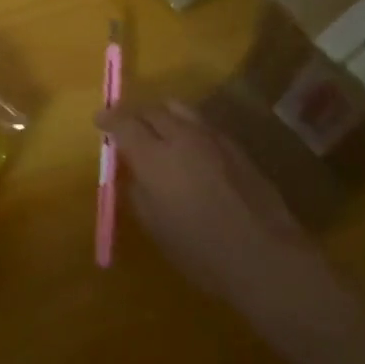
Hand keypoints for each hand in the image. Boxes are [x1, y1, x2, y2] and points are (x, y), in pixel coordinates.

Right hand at [99, 98, 332, 321]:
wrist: (264, 254)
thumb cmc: (201, 250)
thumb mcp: (157, 227)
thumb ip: (139, 192)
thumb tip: (136, 173)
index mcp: (154, 156)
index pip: (123, 123)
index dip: (109, 119)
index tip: (99, 120)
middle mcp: (181, 136)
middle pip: (151, 109)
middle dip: (135, 114)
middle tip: (126, 126)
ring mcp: (211, 136)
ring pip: (179, 109)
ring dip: (162, 114)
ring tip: (157, 130)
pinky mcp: (234, 144)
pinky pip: (201, 123)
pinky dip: (186, 126)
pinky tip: (188, 146)